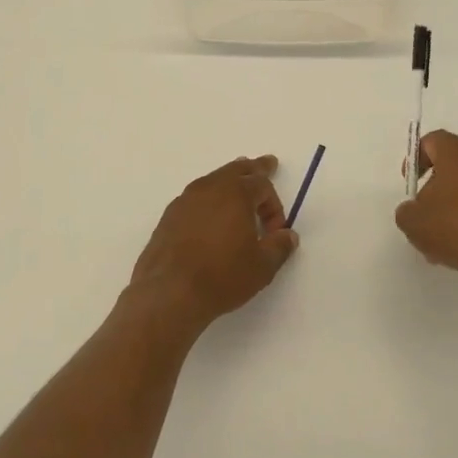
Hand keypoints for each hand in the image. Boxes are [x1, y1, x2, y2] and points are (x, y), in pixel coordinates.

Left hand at [129, 156, 298, 329]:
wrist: (169, 293)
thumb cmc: (222, 276)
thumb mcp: (262, 267)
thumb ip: (279, 247)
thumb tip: (288, 235)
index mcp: (236, 193)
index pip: (263, 185)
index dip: (274, 206)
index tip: (275, 232)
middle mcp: (209, 188)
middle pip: (236, 170)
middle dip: (254, 169)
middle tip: (267, 164)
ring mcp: (185, 200)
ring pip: (213, 180)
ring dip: (229, 180)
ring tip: (237, 179)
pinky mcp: (168, 217)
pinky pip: (195, 197)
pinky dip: (208, 198)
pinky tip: (209, 213)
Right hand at [395, 130, 457, 293]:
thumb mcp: (415, 223)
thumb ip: (407, 211)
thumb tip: (416, 209)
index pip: (432, 141)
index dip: (416, 159)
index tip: (411, 184)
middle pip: (453, 163)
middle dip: (436, 187)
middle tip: (426, 215)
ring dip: (456, 206)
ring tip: (444, 240)